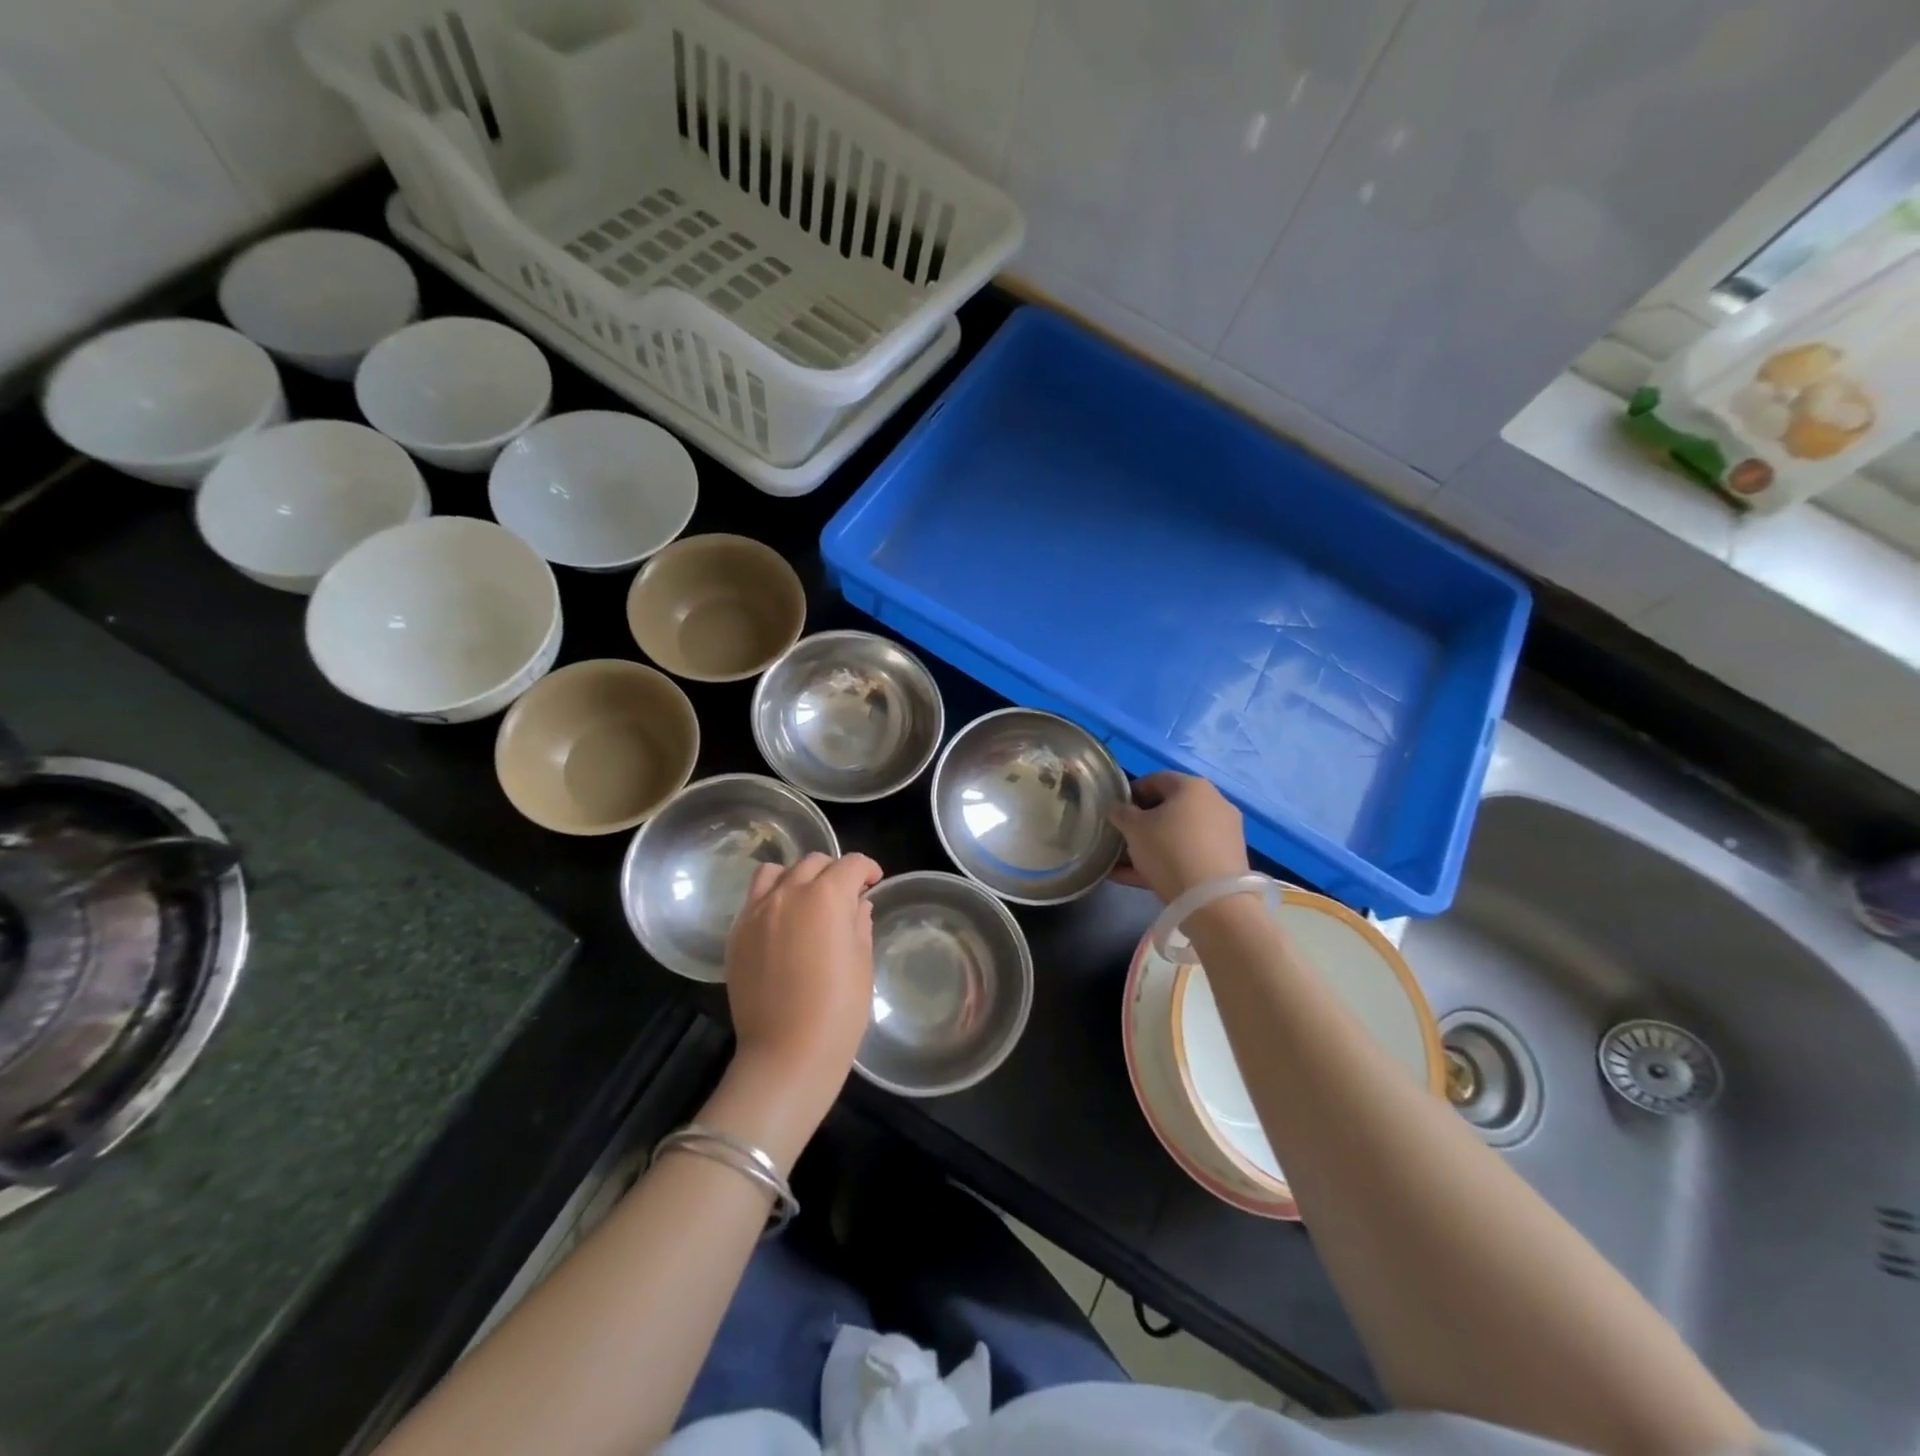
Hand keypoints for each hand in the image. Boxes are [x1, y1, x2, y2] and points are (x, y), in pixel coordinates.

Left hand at [726, 852, 882, 1098]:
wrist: (786, 1054)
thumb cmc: (838, 1011)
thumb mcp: (861, 963)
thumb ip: (859, 923)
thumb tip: (856, 905)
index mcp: (826, 897)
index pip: (850, 864)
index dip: (867, 869)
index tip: (873, 883)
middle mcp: (788, 893)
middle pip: (813, 862)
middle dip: (834, 872)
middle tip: (845, 896)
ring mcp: (756, 912)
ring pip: (776, 872)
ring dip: (796, 877)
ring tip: (807, 901)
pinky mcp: (736, 934)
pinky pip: (754, 899)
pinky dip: (772, 899)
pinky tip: (782, 925)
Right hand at [1109, 772, 1248, 902]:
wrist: (1213, 900)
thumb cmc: (1169, 850)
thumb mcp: (1134, 828)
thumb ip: (1121, 813)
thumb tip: (1118, 809)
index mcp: (1192, 787)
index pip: (1155, 780)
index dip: (1131, 793)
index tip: (1115, 812)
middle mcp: (1214, 803)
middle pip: (1169, 808)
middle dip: (1142, 823)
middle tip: (1121, 838)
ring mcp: (1224, 833)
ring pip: (1178, 835)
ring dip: (1151, 846)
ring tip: (1125, 864)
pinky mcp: (1226, 861)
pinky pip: (1189, 855)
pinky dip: (1166, 862)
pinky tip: (1138, 879)